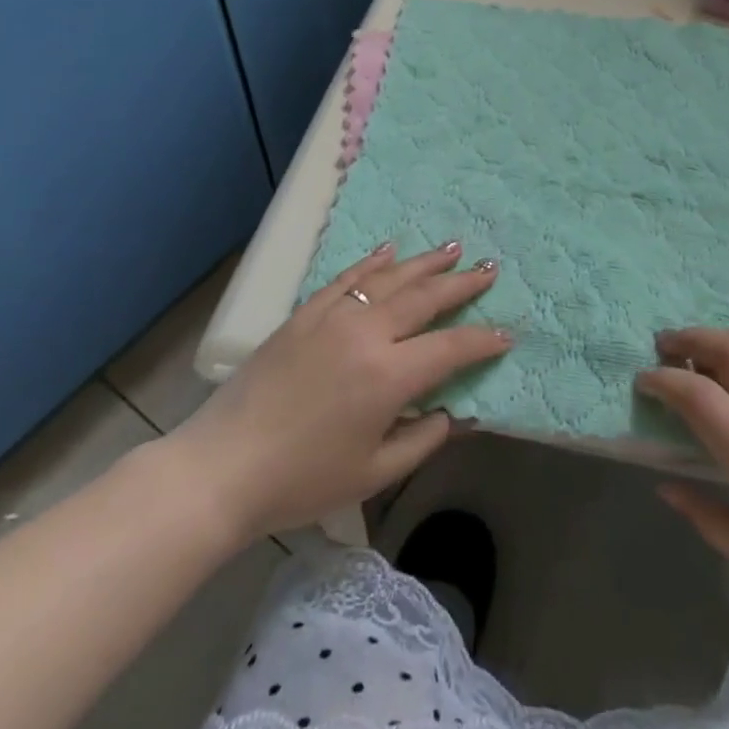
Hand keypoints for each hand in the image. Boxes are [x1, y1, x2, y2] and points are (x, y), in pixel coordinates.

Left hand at [161, 242, 510, 540]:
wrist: (222, 467)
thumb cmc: (302, 480)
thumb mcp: (372, 473)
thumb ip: (421, 439)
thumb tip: (454, 413)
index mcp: (389, 375)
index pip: (450, 347)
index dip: (483, 341)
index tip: (506, 334)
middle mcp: (367, 332)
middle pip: (425, 298)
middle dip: (462, 283)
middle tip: (489, 268)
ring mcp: (333, 316)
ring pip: (390, 278)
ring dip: (425, 262)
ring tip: (452, 248)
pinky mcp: (305, 313)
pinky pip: (347, 277)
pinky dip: (372, 262)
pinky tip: (390, 251)